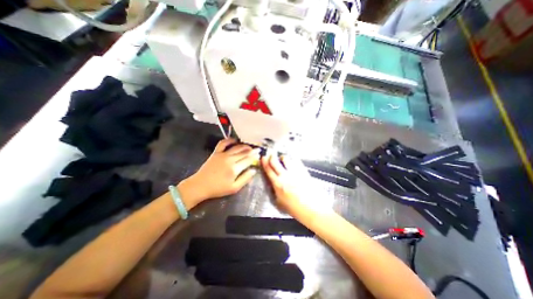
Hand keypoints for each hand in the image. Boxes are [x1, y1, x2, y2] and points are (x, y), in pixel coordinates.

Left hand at [176, 138, 260, 207]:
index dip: (255, 156)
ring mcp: (222, 154)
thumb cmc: (218, 189)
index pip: (248, 160)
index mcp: (235, 168)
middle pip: (244, 152)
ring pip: (237, 147)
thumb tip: (254, 170)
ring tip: (249, 147)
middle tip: (258, 149)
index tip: (259, 155)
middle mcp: (230, 159)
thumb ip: (245, 178)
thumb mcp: (234, 188)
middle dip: (252, 150)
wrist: (200, 186)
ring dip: (244, 146)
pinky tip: (235, 141)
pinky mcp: (216, 152)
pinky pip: (223, 143)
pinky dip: (229, 140)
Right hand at [262, 154, 312, 211]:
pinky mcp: (303, 171)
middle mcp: (285, 176)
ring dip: (282, 158)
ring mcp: (295, 172)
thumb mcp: (280, 203)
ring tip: (282, 159)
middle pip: (275, 162)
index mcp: (278, 184)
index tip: (263, 158)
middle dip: (271, 156)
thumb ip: (275, 192)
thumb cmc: (296, 209)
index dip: (264, 162)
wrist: (313, 208)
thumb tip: (273, 186)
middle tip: (270, 154)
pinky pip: (296, 161)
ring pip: (286, 159)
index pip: (268, 170)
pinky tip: (292, 161)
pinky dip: (292, 159)